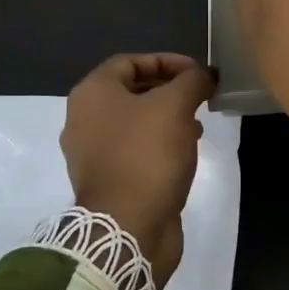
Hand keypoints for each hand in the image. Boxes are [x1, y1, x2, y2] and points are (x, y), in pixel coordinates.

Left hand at [61, 53, 214, 287]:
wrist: (127, 228)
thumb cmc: (147, 155)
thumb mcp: (175, 106)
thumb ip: (192, 81)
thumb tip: (205, 74)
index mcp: (91, 94)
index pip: (129, 61)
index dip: (166, 61)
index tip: (197, 72)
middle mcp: (83, 120)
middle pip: (131, 91)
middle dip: (169, 90)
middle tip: (199, 96)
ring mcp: (92, 153)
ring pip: (134, 122)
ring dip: (167, 118)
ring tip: (198, 124)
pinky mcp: (107, 180)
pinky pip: (134, 150)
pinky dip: (159, 144)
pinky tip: (185, 151)